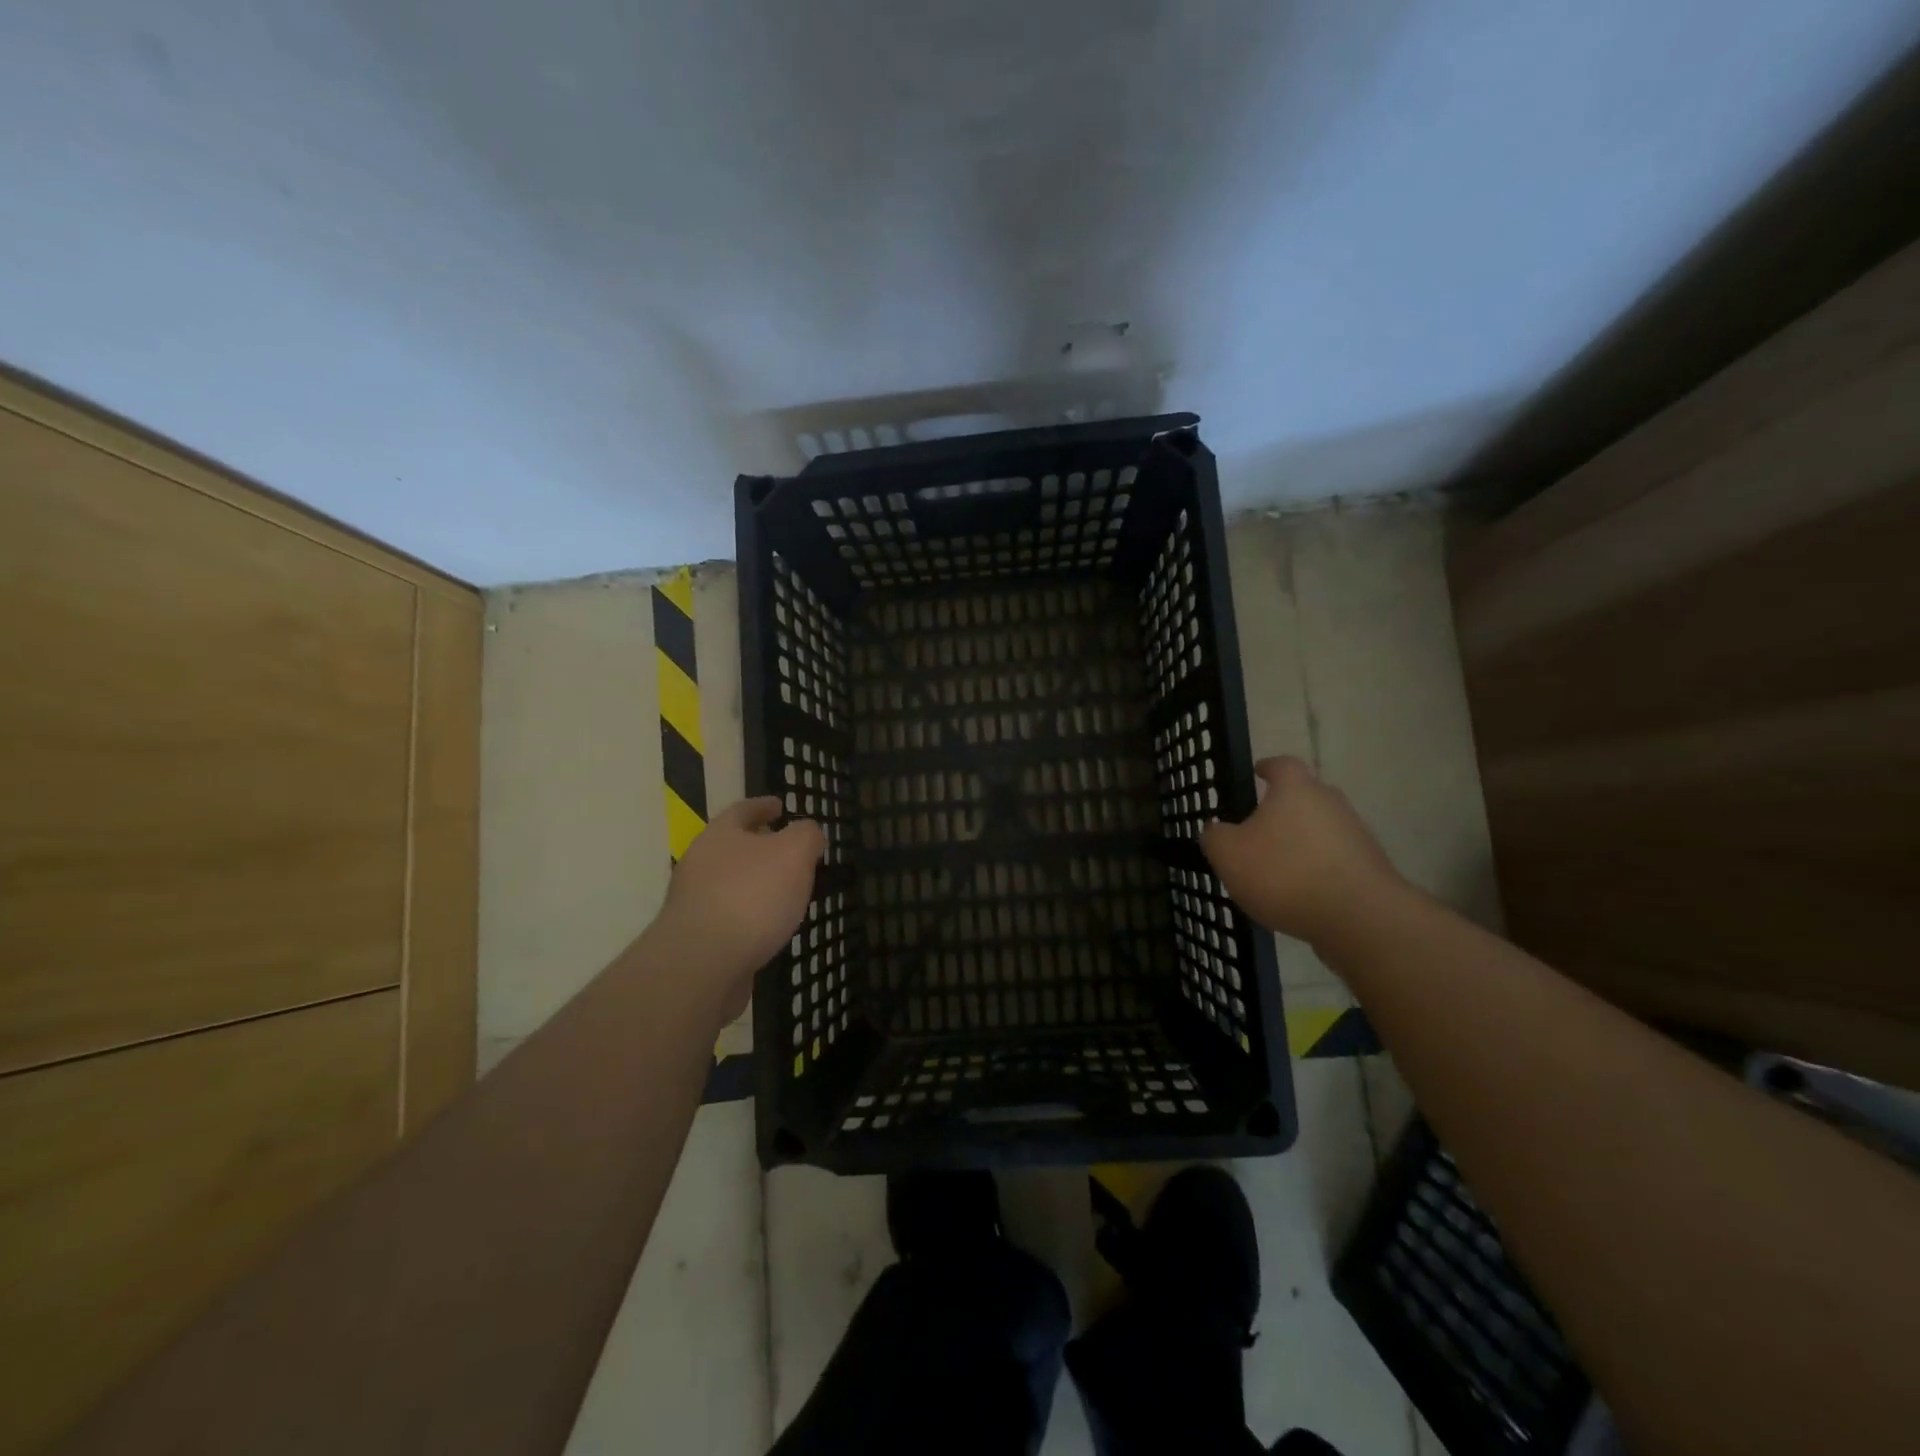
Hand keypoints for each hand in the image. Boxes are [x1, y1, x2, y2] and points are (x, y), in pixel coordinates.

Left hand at [657, 797, 824, 1018]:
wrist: (702, 964)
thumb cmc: (751, 896)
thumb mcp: (793, 853)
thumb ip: (806, 835)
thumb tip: (808, 832)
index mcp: (720, 835)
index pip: (743, 810)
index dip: (763, 806)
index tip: (780, 805)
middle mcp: (700, 864)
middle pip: (732, 847)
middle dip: (760, 847)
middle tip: (789, 851)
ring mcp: (694, 903)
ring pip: (731, 883)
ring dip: (756, 883)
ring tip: (786, 891)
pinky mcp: (697, 939)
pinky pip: (729, 917)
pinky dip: (750, 915)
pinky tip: (770, 926)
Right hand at [1201, 756, 1405, 947]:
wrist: (1359, 918)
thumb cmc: (1285, 873)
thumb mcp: (1228, 855)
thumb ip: (1215, 837)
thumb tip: (1216, 830)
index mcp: (1295, 789)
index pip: (1282, 765)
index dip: (1267, 767)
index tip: (1257, 772)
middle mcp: (1330, 803)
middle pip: (1305, 797)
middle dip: (1283, 809)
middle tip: (1258, 828)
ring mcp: (1355, 835)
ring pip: (1321, 830)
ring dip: (1300, 843)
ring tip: (1276, 869)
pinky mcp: (1370, 869)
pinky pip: (1335, 861)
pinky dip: (1317, 870)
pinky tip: (1300, 895)